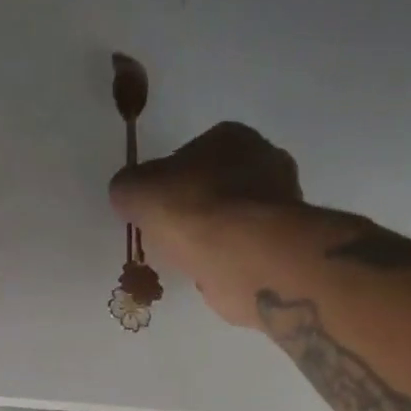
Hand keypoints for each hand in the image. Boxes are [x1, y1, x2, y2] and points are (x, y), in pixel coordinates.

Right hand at [110, 123, 303, 327]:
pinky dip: (228, 261)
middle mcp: (265, 162)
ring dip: (213, 238)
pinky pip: (245, 250)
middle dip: (195, 209)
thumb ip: (128, 187)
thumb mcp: (138, 191)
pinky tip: (212, 274)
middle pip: (217, 186)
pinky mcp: (284, 245)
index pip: (192, 154)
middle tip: (171, 236)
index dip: (168, 181)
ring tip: (189, 260)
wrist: (244, 257)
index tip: (155, 209)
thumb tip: (126, 195)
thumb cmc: (193, 211)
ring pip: (233, 220)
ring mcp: (281, 205)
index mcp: (232, 136)